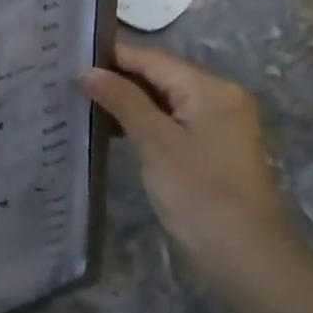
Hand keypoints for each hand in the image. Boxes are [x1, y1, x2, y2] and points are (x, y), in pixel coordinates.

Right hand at [82, 43, 298, 294]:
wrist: (244, 255)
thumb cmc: (198, 193)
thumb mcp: (154, 142)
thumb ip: (121, 100)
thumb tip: (86, 70)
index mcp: (210, 88)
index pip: (152, 58)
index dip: (111, 57)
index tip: (68, 58)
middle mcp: (219, 96)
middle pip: (159, 75)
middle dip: (116, 78)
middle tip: (68, 80)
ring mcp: (218, 122)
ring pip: (164, 98)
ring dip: (126, 101)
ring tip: (81, 102)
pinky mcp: (212, 145)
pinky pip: (171, 119)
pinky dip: (143, 120)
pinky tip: (110, 128)